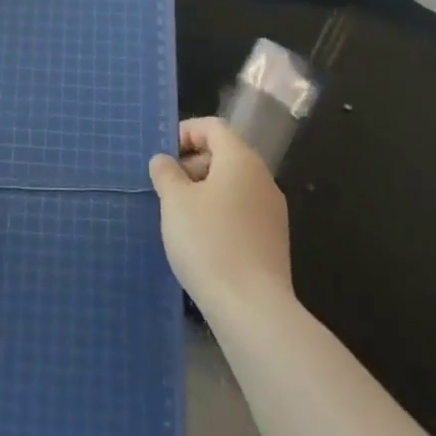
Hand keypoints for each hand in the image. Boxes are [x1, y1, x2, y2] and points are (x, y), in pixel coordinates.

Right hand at [148, 117, 291, 315]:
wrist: (252, 308)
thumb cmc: (208, 241)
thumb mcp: (175, 201)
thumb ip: (166, 173)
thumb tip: (164, 161)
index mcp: (241, 160)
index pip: (213, 127)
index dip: (185, 132)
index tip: (163, 156)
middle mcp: (262, 179)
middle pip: (225, 154)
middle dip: (192, 163)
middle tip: (166, 187)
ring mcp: (272, 211)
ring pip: (233, 185)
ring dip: (204, 190)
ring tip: (178, 215)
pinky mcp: (273, 240)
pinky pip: (241, 210)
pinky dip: (219, 212)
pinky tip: (200, 239)